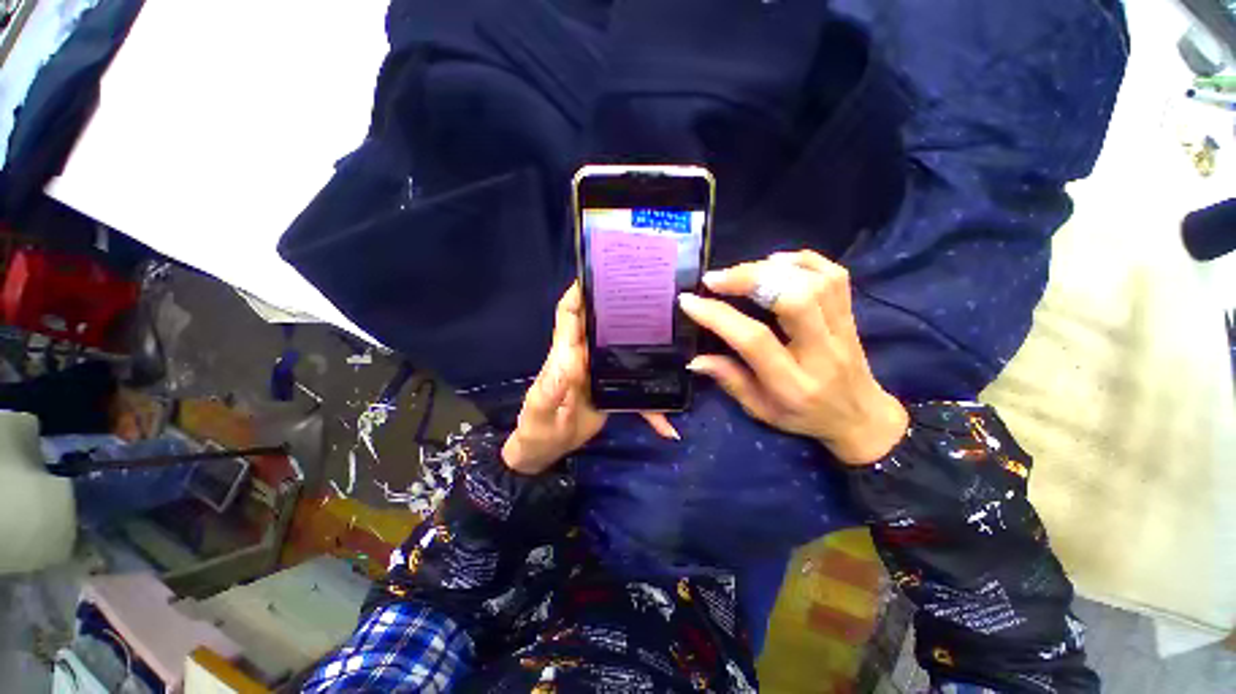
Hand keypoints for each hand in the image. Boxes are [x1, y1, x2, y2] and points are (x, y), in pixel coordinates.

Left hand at [502, 283, 679, 473]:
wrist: (547, 450)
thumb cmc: (537, 430)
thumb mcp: (539, 413)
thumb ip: (549, 391)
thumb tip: (565, 364)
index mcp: (566, 354)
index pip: (569, 313)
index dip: (580, 291)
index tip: (600, 271)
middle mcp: (585, 356)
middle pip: (603, 323)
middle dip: (622, 306)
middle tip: (652, 294)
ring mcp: (602, 372)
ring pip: (624, 349)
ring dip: (646, 345)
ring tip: (676, 338)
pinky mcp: (613, 390)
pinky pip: (636, 390)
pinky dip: (652, 406)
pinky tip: (670, 423)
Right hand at [678, 251, 907, 465]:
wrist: (862, 417)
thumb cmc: (804, 417)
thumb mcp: (760, 410)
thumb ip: (730, 381)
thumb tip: (694, 359)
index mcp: (793, 383)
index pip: (754, 340)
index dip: (718, 316)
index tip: (689, 300)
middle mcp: (822, 352)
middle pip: (793, 300)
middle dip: (749, 279)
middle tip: (715, 278)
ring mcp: (842, 330)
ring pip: (815, 283)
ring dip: (772, 268)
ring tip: (741, 271)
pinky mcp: (851, 315)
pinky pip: (836, 275)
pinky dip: (805, 260)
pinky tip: (777, 262)